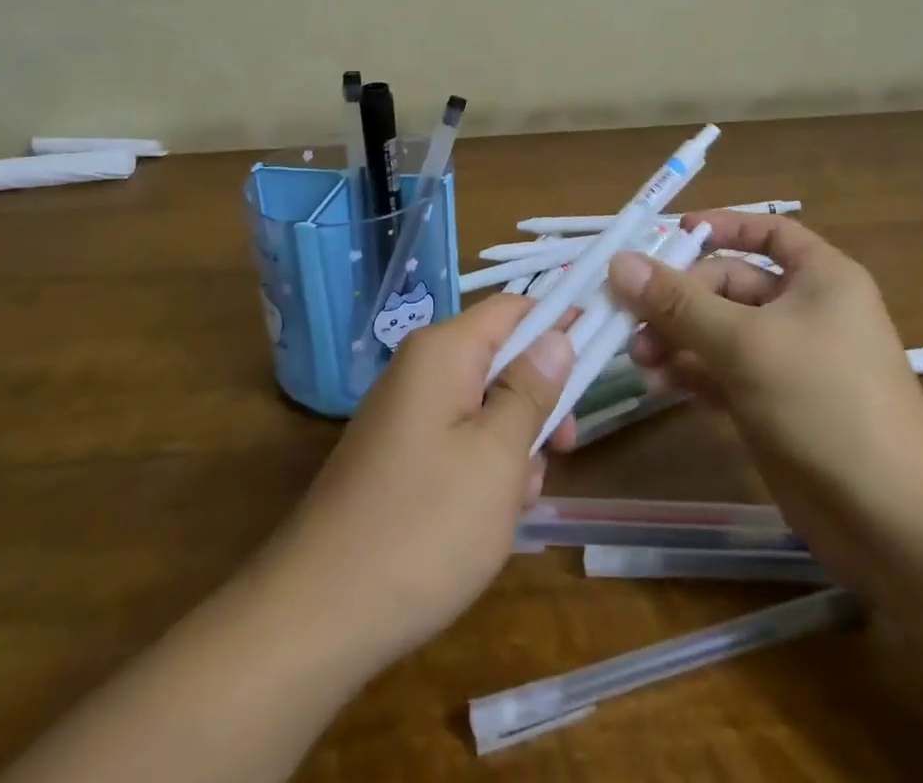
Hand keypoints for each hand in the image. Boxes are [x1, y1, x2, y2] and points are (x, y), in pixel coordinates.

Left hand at [262, 295, 576, 675]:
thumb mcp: (497, 455)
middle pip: (501, 359)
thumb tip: (556, 335)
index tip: (603, 347)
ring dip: (514, 444)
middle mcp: (421, 369)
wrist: (320, 613)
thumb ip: (531, 389)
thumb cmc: (424, 525)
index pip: (514, 308)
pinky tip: (488, 520)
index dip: (560, 320)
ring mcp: (406, 414)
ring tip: (516, 500)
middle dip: (538, 400)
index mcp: (443, 352)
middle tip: (564, 447)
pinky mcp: (399, 456)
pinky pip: (458, 440)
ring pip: (484, 406)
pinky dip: (484, 469)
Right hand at [606, 213, 922, 580]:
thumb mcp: (745, 343)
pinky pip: (723, 373)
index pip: (767, 232)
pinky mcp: (774, 405)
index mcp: (819, 278)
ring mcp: (788, 361)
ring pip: (719, 332)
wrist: (894, 522)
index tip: (669, 236)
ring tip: (640, 361)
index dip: (721, 227)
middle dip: (679, 301)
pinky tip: (660, 387)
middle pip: (728, 285)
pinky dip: (692, 374)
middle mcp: (804, 311)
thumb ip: (678, 303)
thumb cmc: (825, 403)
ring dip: (677, 340)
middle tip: (632, 321)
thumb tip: (619, 262)